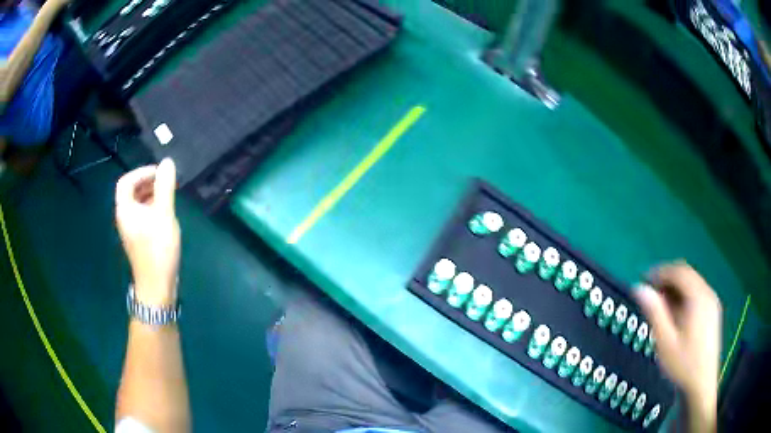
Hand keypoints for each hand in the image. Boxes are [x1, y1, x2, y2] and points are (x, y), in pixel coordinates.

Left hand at [116, 159, 179, 305]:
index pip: (126, 181)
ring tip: (167, 195)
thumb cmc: (158, 248)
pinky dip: (151, 208)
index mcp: (125, 210)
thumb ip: (165, 187)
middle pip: (130, 191)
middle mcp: (124, 217)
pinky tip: (165, 213)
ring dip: (150, 194)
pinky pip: (141, 215)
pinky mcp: (138, 239)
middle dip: (147, 182)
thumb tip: (167, 162)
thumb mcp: (163, 214)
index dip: (141, 172)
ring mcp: (131, 229)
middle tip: (165, 181)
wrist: (157, 286)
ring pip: (137, 204)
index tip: (159, 172)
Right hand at [634, 263, 720, 428]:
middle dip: (667, 281)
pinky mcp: (713, 313)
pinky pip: (697, 296)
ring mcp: (712, 304)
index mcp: (698, 297)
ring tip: (660, 309)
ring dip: (675, 291)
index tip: (644, 281)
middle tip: (651, 296)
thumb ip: (654, 313)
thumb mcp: (665, 342)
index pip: (679, 272)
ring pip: (692, 286)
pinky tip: (675, 317)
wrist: (701, 385)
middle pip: (687, 276)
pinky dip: (684, 299)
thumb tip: (639, 288)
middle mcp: (708, 294)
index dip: (660, 272)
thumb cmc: (682, 365)